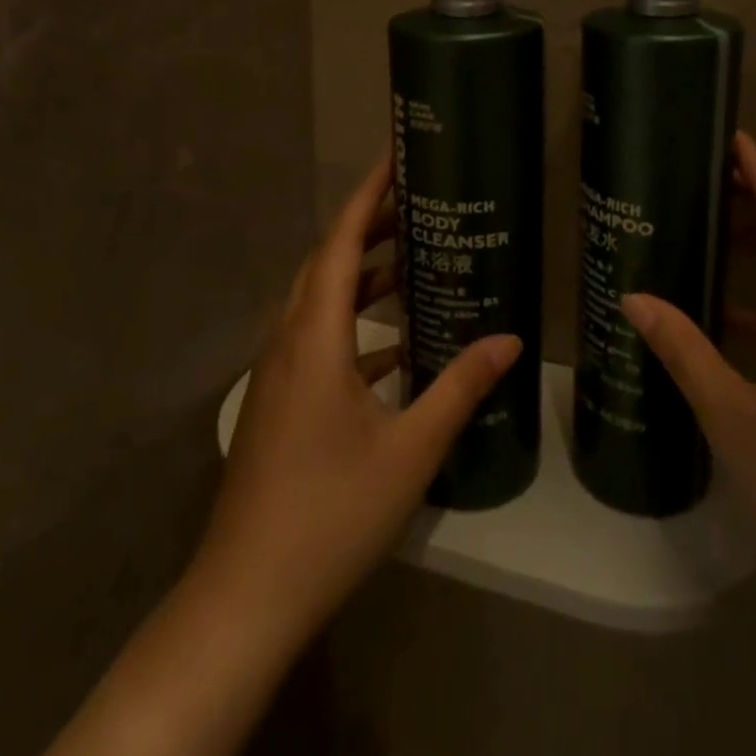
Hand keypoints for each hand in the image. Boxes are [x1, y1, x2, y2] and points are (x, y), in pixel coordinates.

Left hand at [193, 154, 522, 645]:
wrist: (244, 599)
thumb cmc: (329, 514)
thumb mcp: (410, 450)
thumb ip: (460, 387)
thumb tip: (511, 340)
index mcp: (315, 337)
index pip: (340, 242)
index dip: (367, 195)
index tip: (394, 157)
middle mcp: (289, 341)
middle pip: (326, 262)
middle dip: (369, 227)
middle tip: (418, 206)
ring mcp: (278, 374)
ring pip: (319, 300)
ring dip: (361, 274)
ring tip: (412, 260)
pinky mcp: (279, 402)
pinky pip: (317, 338)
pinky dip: (354, 323)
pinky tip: (395, 345)